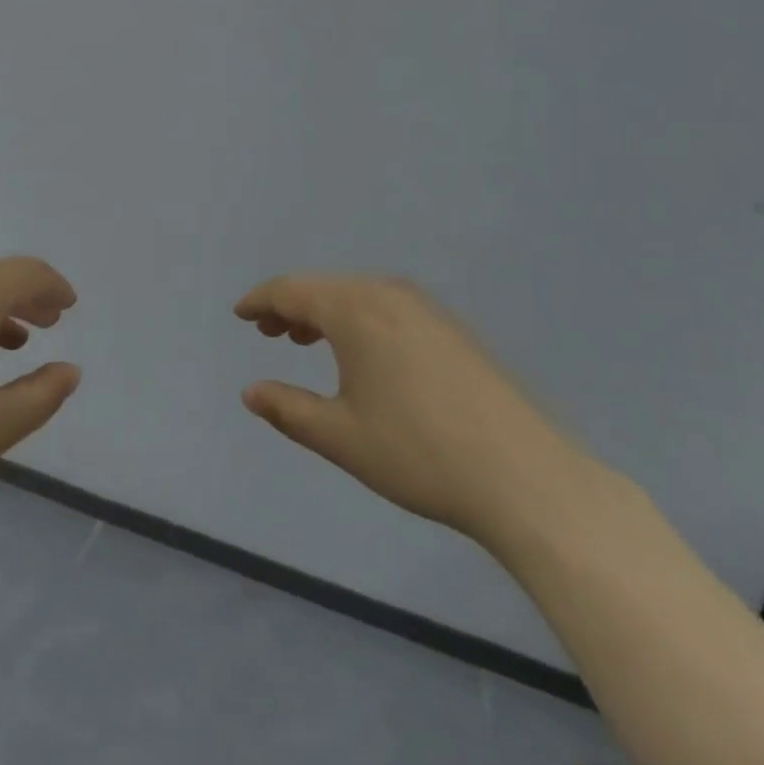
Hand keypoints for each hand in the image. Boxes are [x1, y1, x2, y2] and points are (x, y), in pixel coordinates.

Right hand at [237, 275, 591, 550]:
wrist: (524, 477)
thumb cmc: (417, 453)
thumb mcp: (339, 436)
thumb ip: (287, 409)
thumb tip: (250, 392)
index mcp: (354, 309)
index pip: (291, 290)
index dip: (260, 301)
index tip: (240, 315)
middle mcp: (388, 293)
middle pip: (324, 287)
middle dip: (290, 306)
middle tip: (268, 334)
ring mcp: (426, 308)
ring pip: (357, 296)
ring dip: (324, 313)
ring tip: (305, 341)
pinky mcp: (451, 328)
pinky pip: (386, 307)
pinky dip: (358, 320)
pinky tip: (360, 353)